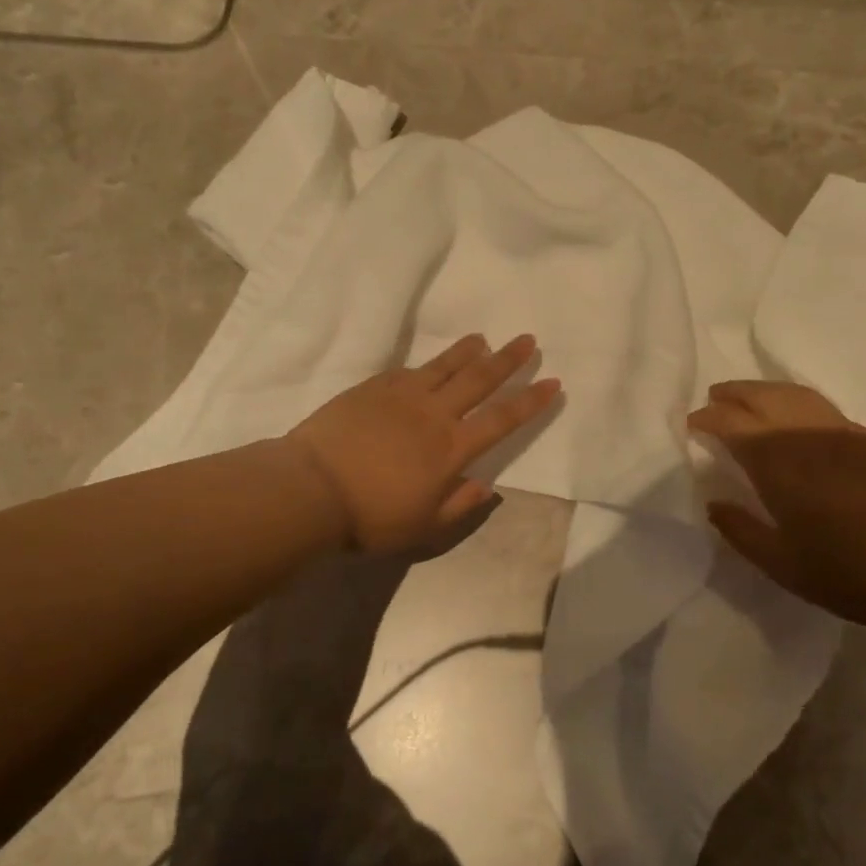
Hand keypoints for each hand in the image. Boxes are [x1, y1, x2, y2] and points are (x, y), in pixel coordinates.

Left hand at [286, 334, 561, 552]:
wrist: (312, 489)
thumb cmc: (371, 516)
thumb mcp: (423, 526)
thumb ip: (459, 504)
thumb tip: (487, 485)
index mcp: (451, 449)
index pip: (502, 419)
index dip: (530, 401)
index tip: (553, 382)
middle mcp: (434, 414)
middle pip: (479, 380)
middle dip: (508, 360)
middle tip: (528, 340)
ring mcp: (402, 397)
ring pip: (443, 367)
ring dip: (467, 352)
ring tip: (483, 339)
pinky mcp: (372, 389)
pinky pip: (407, 371)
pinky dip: (425, 366)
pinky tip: (429, 364)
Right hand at [688, 380, 865, 632]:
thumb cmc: (853, 575)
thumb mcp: (784, 566)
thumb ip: (741, 531)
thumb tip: (714, 504)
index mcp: (780, 464)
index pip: (732, 423)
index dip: (707, 418)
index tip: (691, 424)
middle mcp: (808, 436)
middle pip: (763, 396)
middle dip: (733, 393)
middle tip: (713, 399)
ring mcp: (844, 433)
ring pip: (795, 394)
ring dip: (764, 390)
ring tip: (747, 399)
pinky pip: (821, 407)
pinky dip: (795, 402)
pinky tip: (793, 420)